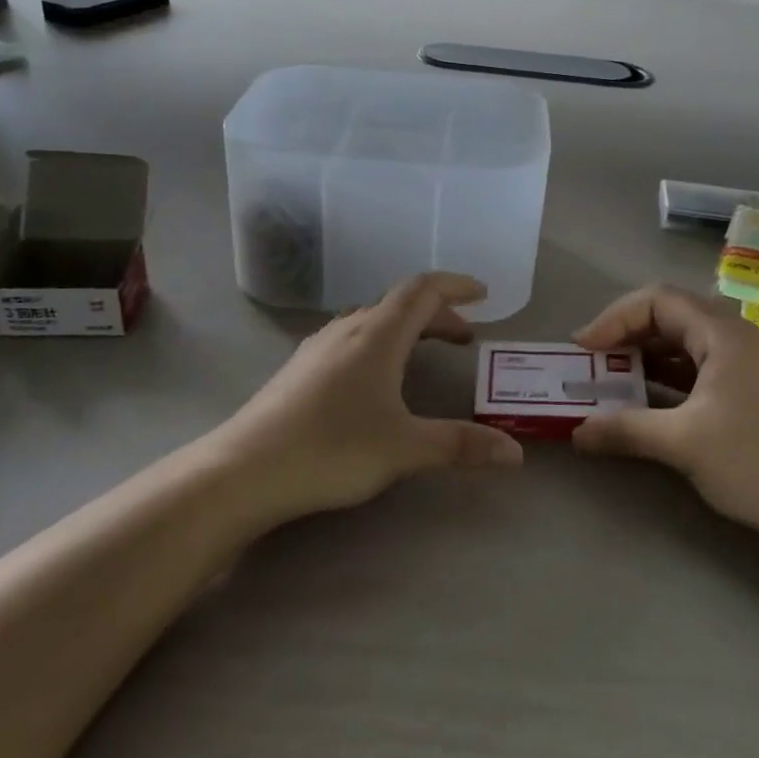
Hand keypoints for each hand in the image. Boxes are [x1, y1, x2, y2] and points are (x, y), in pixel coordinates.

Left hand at [216, 273, 522, 523]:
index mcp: (378, 335)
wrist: (244, 471)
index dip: (456, 286)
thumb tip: (515, 453)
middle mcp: (348, 330)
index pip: (423, 290)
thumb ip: (460, 446)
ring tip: (426, 352)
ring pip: (372, 321)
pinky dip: (380, 344)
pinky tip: (375, 378)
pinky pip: (351, 340)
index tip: (484, 294)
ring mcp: (318, 347)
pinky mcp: (299, 370)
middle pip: (399, 304)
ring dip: (406, 329)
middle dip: (437, 314)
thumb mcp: (405, 448)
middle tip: (464, 337)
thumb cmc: (332, 449)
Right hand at [571, 285, 758, 555]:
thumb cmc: (757, 461)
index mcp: (723, 333)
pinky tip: (645, 402)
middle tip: (593, 363)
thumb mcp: (683, 443)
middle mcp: (735, 337)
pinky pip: (697, 369)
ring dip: (645, 358)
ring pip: (683, 344)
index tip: (584, 349)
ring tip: (611, 381)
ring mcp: (745, 364)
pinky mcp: (748, 390)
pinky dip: (665, 378)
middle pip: (670, 316)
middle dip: (626, 335)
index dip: (614, 318)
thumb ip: (625, 430)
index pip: (657, 300)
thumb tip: (576, 432)